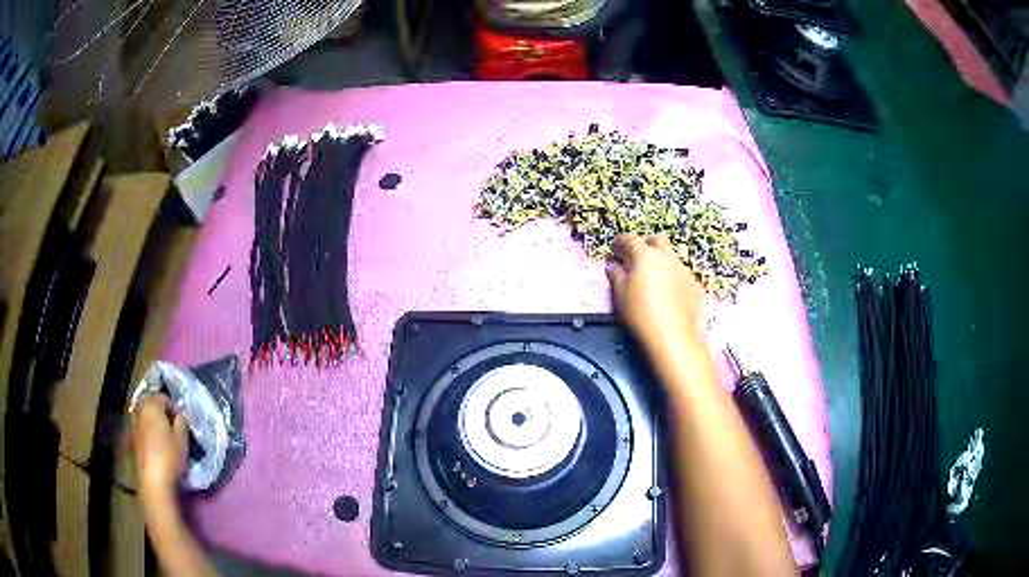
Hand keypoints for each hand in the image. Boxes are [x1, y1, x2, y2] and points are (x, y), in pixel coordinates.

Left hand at [132, 394, 187, 499]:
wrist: (153, 480)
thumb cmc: (170, 457)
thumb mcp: (182, 440)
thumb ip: (182, 422)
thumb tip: (180, 414)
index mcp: (152, 406)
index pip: (162, 396)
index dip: (173, 406)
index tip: (181, 420)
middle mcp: (140, 411)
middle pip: (150, 403)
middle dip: (160, 411)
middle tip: (172, 425)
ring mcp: (134, 425)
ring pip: (144, 415)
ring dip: (153, 421)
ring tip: (163, 435)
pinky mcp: (132, 439)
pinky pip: (141, 427)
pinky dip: (147, 431)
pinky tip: (155, 444)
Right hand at [606, 234, 704, 352]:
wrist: (673, 336)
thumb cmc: (641, 314)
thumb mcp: (620, 295)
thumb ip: (616, 276)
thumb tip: (613, 266)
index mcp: (645, 256)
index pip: (630, 239)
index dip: (620, 242)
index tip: (615, 248)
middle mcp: (667, 257)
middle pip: (656, 240)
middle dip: (645, 244)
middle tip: (636, 257)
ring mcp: (684, 270)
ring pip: (671, 257)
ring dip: (661, 261)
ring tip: (652, 278)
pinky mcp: (694, 285)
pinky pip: (681, 274)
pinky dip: (673, 277)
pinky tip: (668, 294)